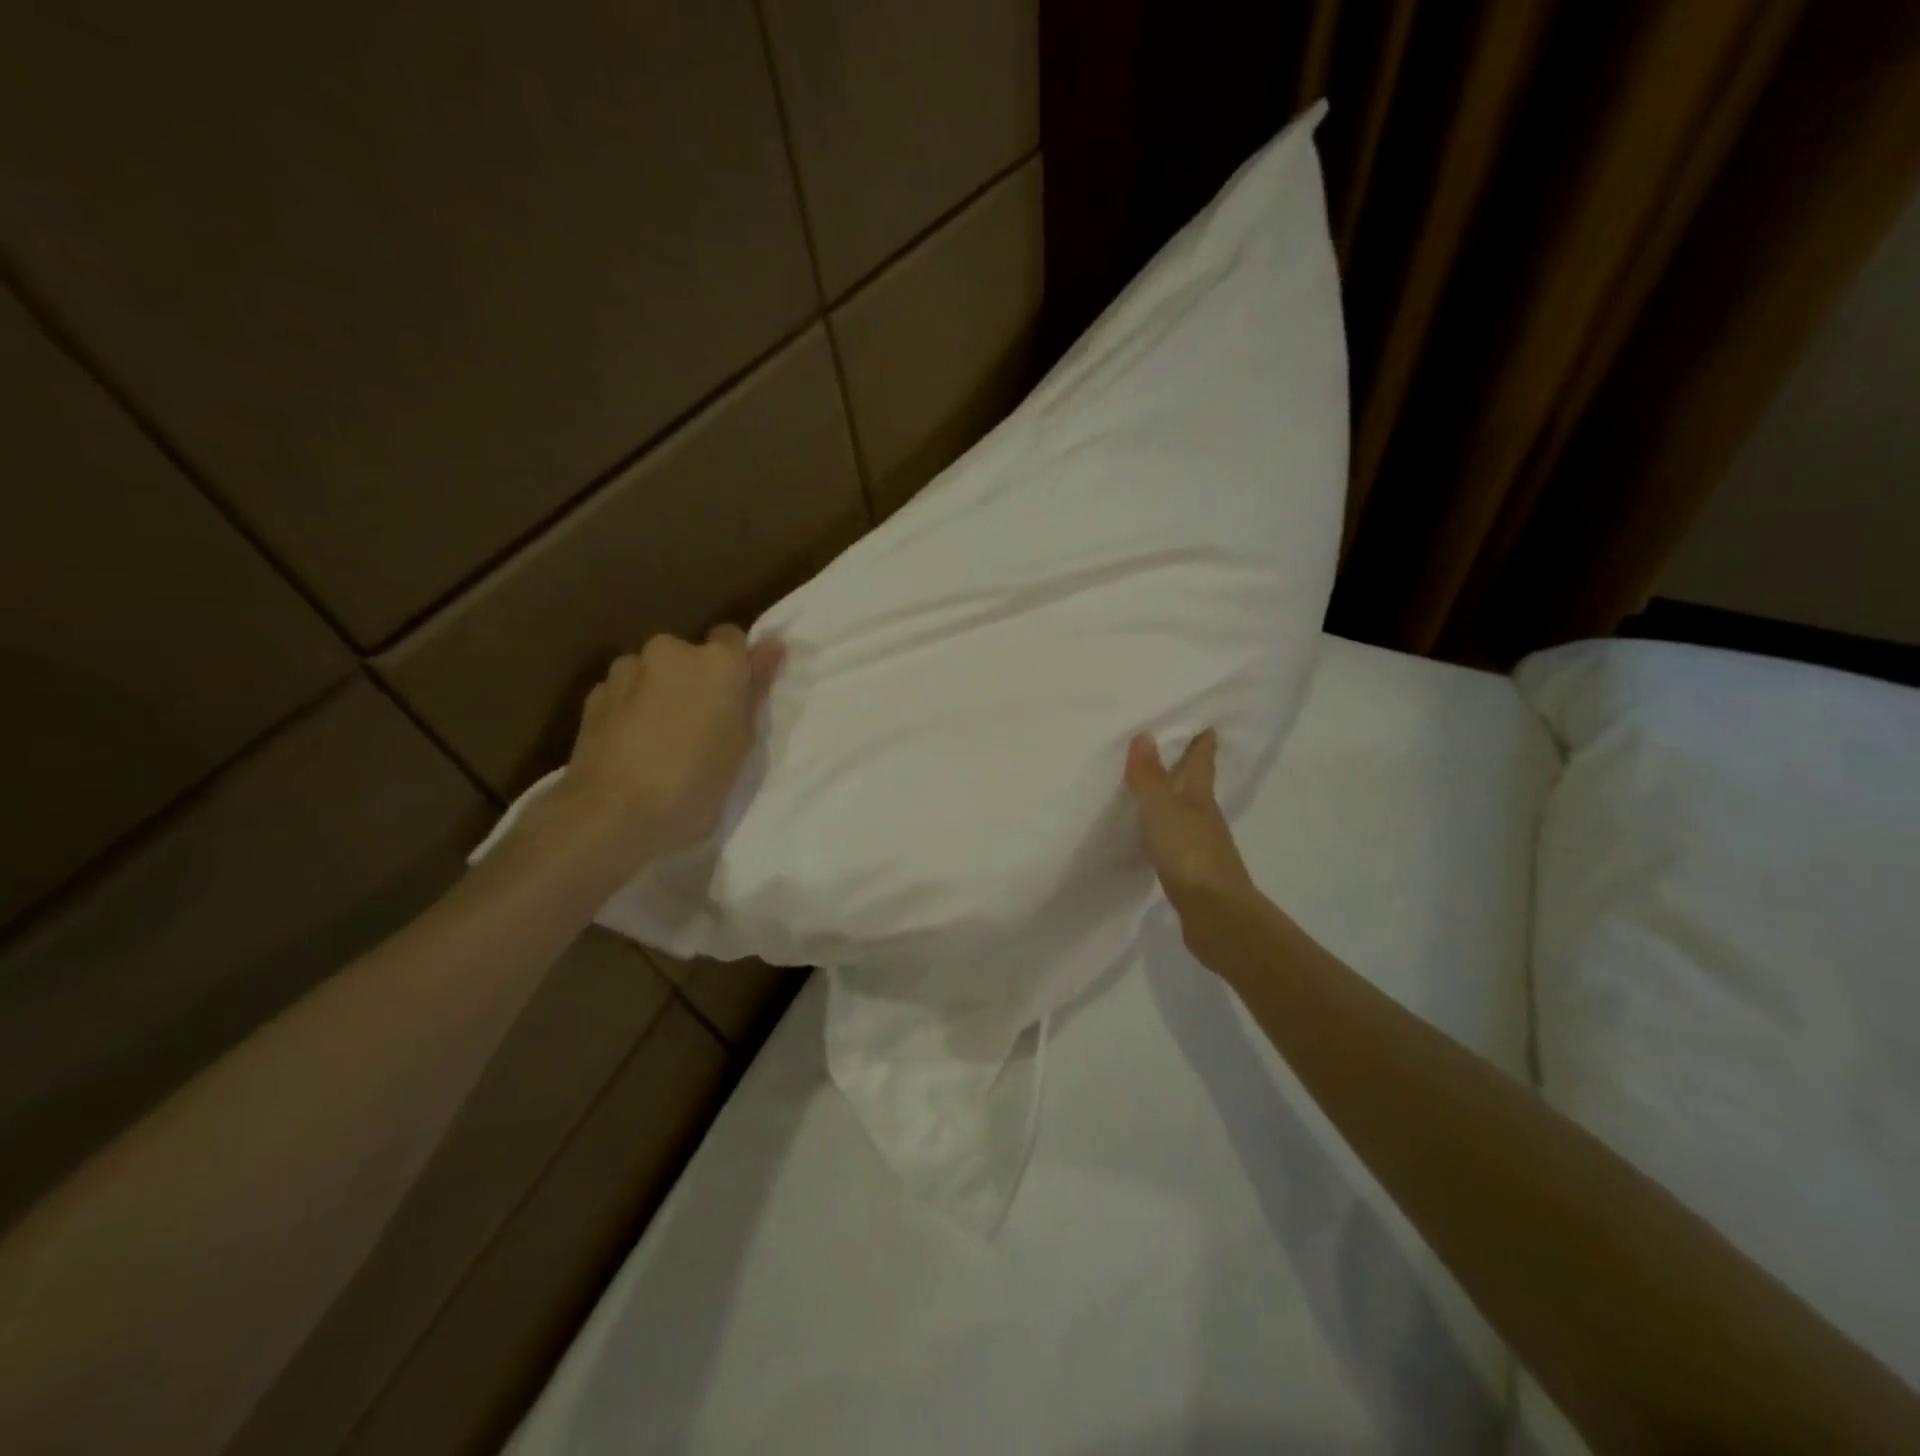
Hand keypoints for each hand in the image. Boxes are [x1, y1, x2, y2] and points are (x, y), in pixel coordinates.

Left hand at [536, 627, 784, 873]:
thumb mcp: (742, 741)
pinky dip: (630, 709)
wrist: (614, 814)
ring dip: (659, 693)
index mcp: (718, 662)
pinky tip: (631, 746)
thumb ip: (755, 687)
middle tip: (699, 726)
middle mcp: (671, 650)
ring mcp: (627, 669)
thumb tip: (772, 645)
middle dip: (693, 680)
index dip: (734, 667)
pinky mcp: (593, 694)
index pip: (732, 638)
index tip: (734, 699)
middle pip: (688, 655)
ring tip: (659, 739)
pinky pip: (623, 692)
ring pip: (652, 672)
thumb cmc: (696, 783)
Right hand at [1124, 730, 1262, 967]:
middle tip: (1173, 747)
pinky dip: (1166, 832)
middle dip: (1188, 767)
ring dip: (1175, 800)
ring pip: (1187, 814)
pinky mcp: (1193, 875)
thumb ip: (1150, 777)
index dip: (1202, 743)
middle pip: (1196, 786)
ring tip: (1155, 789)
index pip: (1202, 763)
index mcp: (1200, 799)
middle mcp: (1205, 819)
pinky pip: (1176, 842)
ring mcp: (1202, 848)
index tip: (1204, 723)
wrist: (1217, 917)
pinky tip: (1153, 837)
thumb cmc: (1191, 856)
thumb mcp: (1162, 811)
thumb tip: (1144, 735)